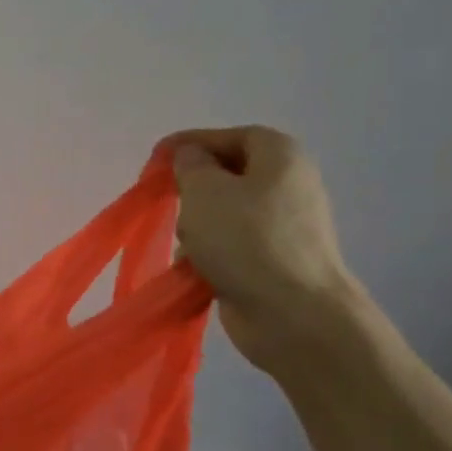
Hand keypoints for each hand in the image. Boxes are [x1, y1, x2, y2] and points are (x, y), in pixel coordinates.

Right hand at [167, 126, 363, 371]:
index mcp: (281, 157)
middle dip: (195, 189)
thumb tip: (192, 157)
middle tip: (171, 202)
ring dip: (199, 226)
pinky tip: (194, 269)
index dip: (193, 142)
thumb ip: (190, 164)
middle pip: (229, 175)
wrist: (294, 314)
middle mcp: (289, 187)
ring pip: (227, 214)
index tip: (158, 159)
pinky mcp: (275, 262)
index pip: (232, 136)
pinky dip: (211, 254)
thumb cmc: (246, 239)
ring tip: (186, 244)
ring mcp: (285, 228)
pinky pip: (233, 246)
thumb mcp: (204, 189)